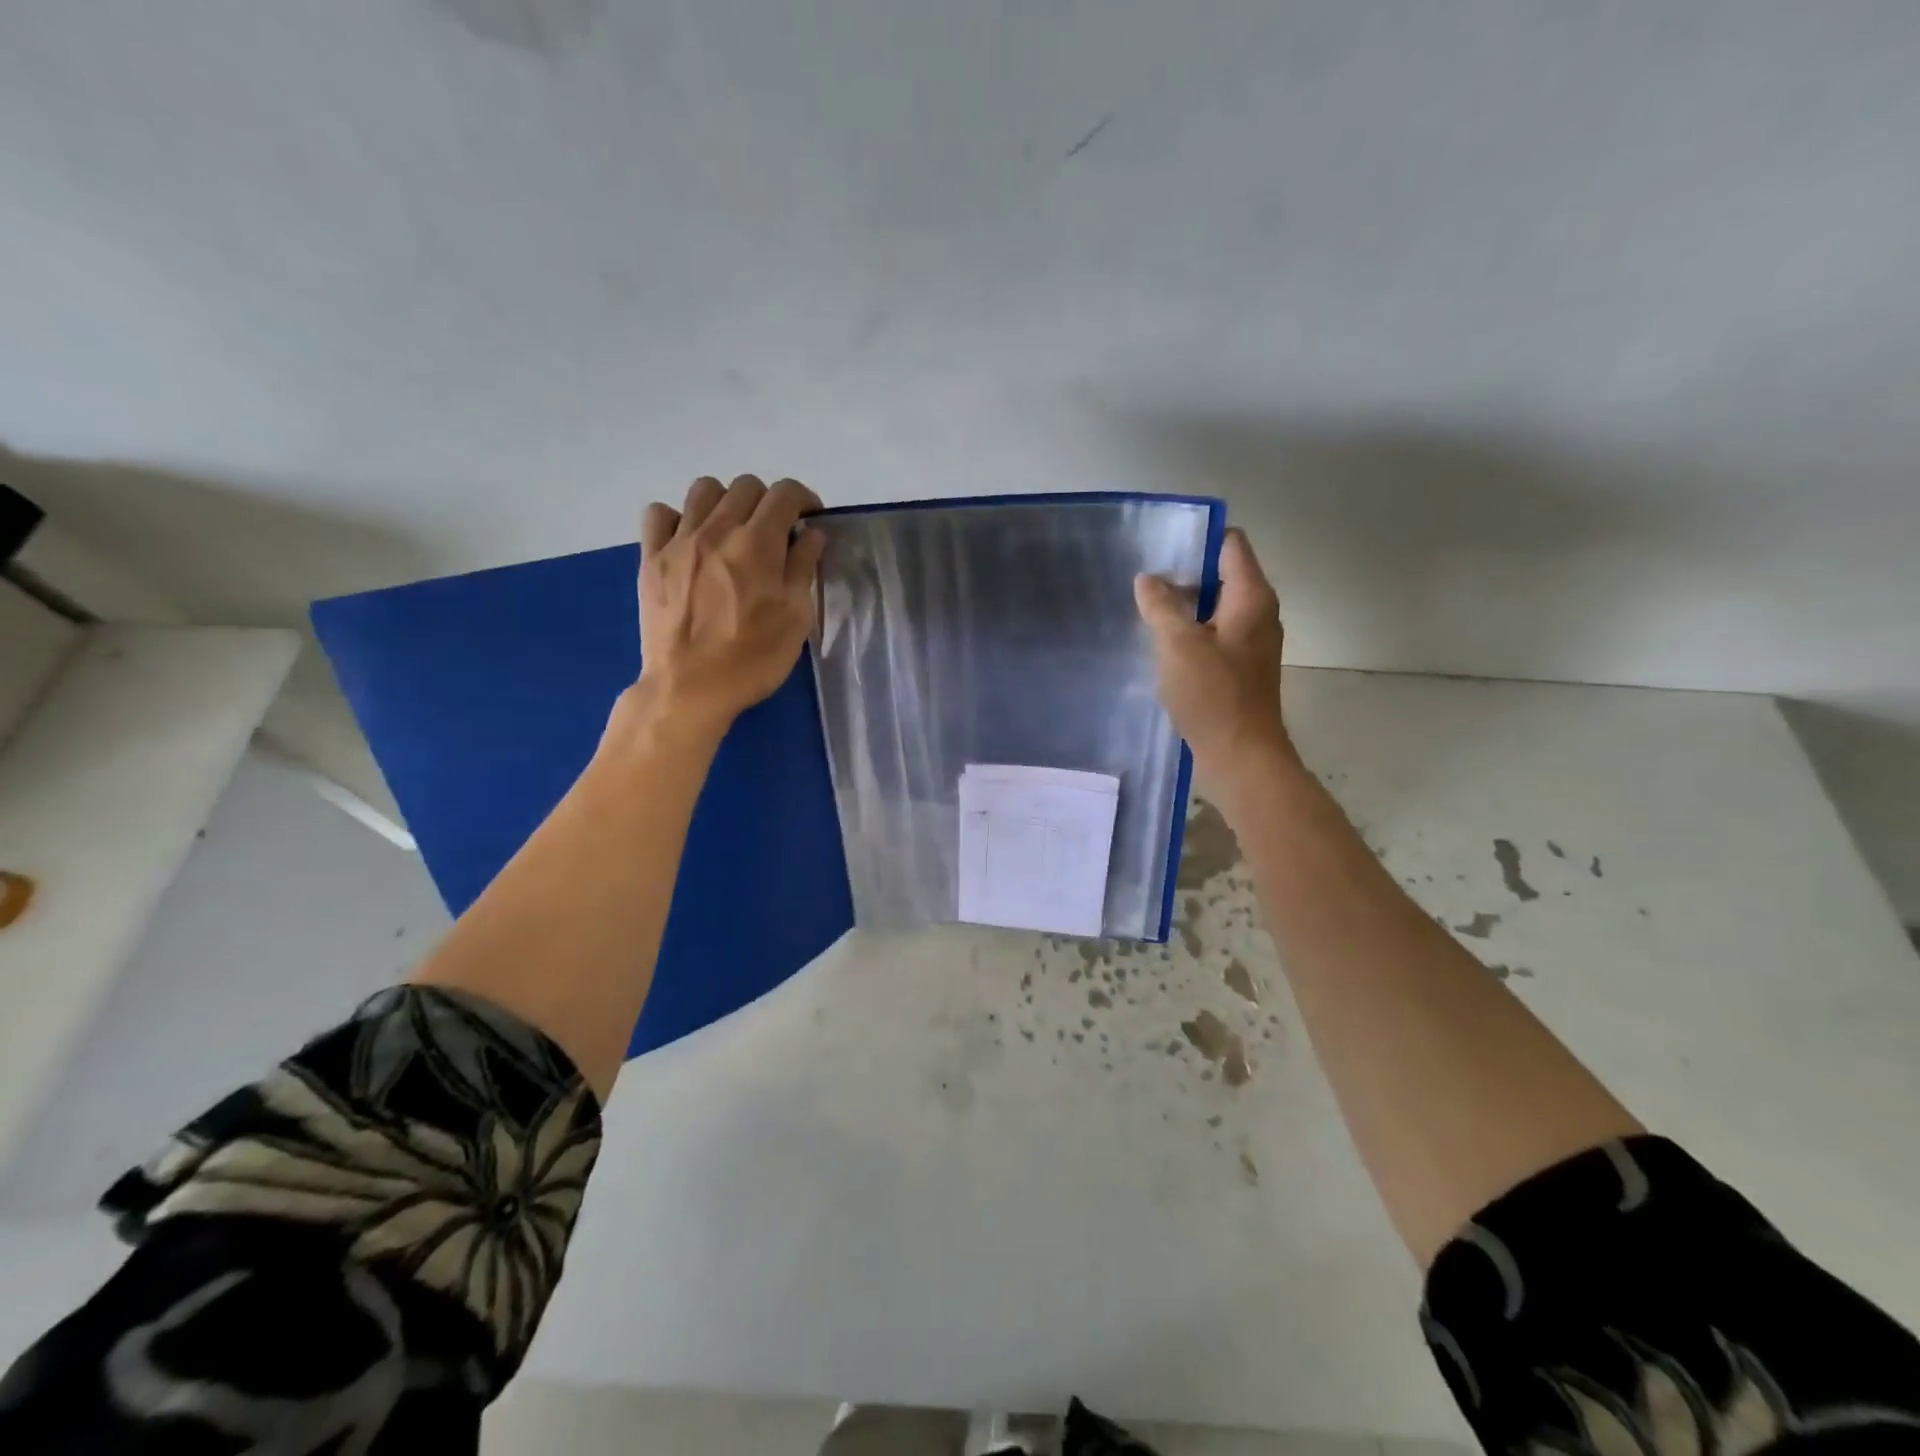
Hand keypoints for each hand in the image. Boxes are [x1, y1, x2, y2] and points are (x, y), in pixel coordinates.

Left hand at [630, 475, 824, 742]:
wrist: (690, 688)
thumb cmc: (753, 658)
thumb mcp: (796, 619)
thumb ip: (803, 569)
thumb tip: (811, 534)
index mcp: (758, 543)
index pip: (785, 493)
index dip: (804, 498)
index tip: (809, 519)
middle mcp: (717, 529)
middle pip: (746, 486)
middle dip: (768, 501)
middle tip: (775, 533)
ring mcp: (679, 541)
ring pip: (703, 490)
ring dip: (726, 502)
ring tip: (733, 532)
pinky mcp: (651, 558)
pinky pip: (659, 514)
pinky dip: (678, 517)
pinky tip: (690, 541)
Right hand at [1135, 527, 1292, 778]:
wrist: (1242, 756)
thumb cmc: (1213, 695)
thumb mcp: (1178, 645)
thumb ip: (1161, 606)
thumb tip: (1147, 579)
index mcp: (1251, 597)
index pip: (1230, 544)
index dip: (1197, 538)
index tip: (1160, 546)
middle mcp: (1259, 612)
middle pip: (1223, 573)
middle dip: (1185, 572)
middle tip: (1143, 578)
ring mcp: (1252, 640)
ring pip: (1217, 605)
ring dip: (1185, 603)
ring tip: (1146, 606)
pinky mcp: (1242, 665)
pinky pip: (1216, 632)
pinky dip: (1192, 629)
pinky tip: (1163, 641)